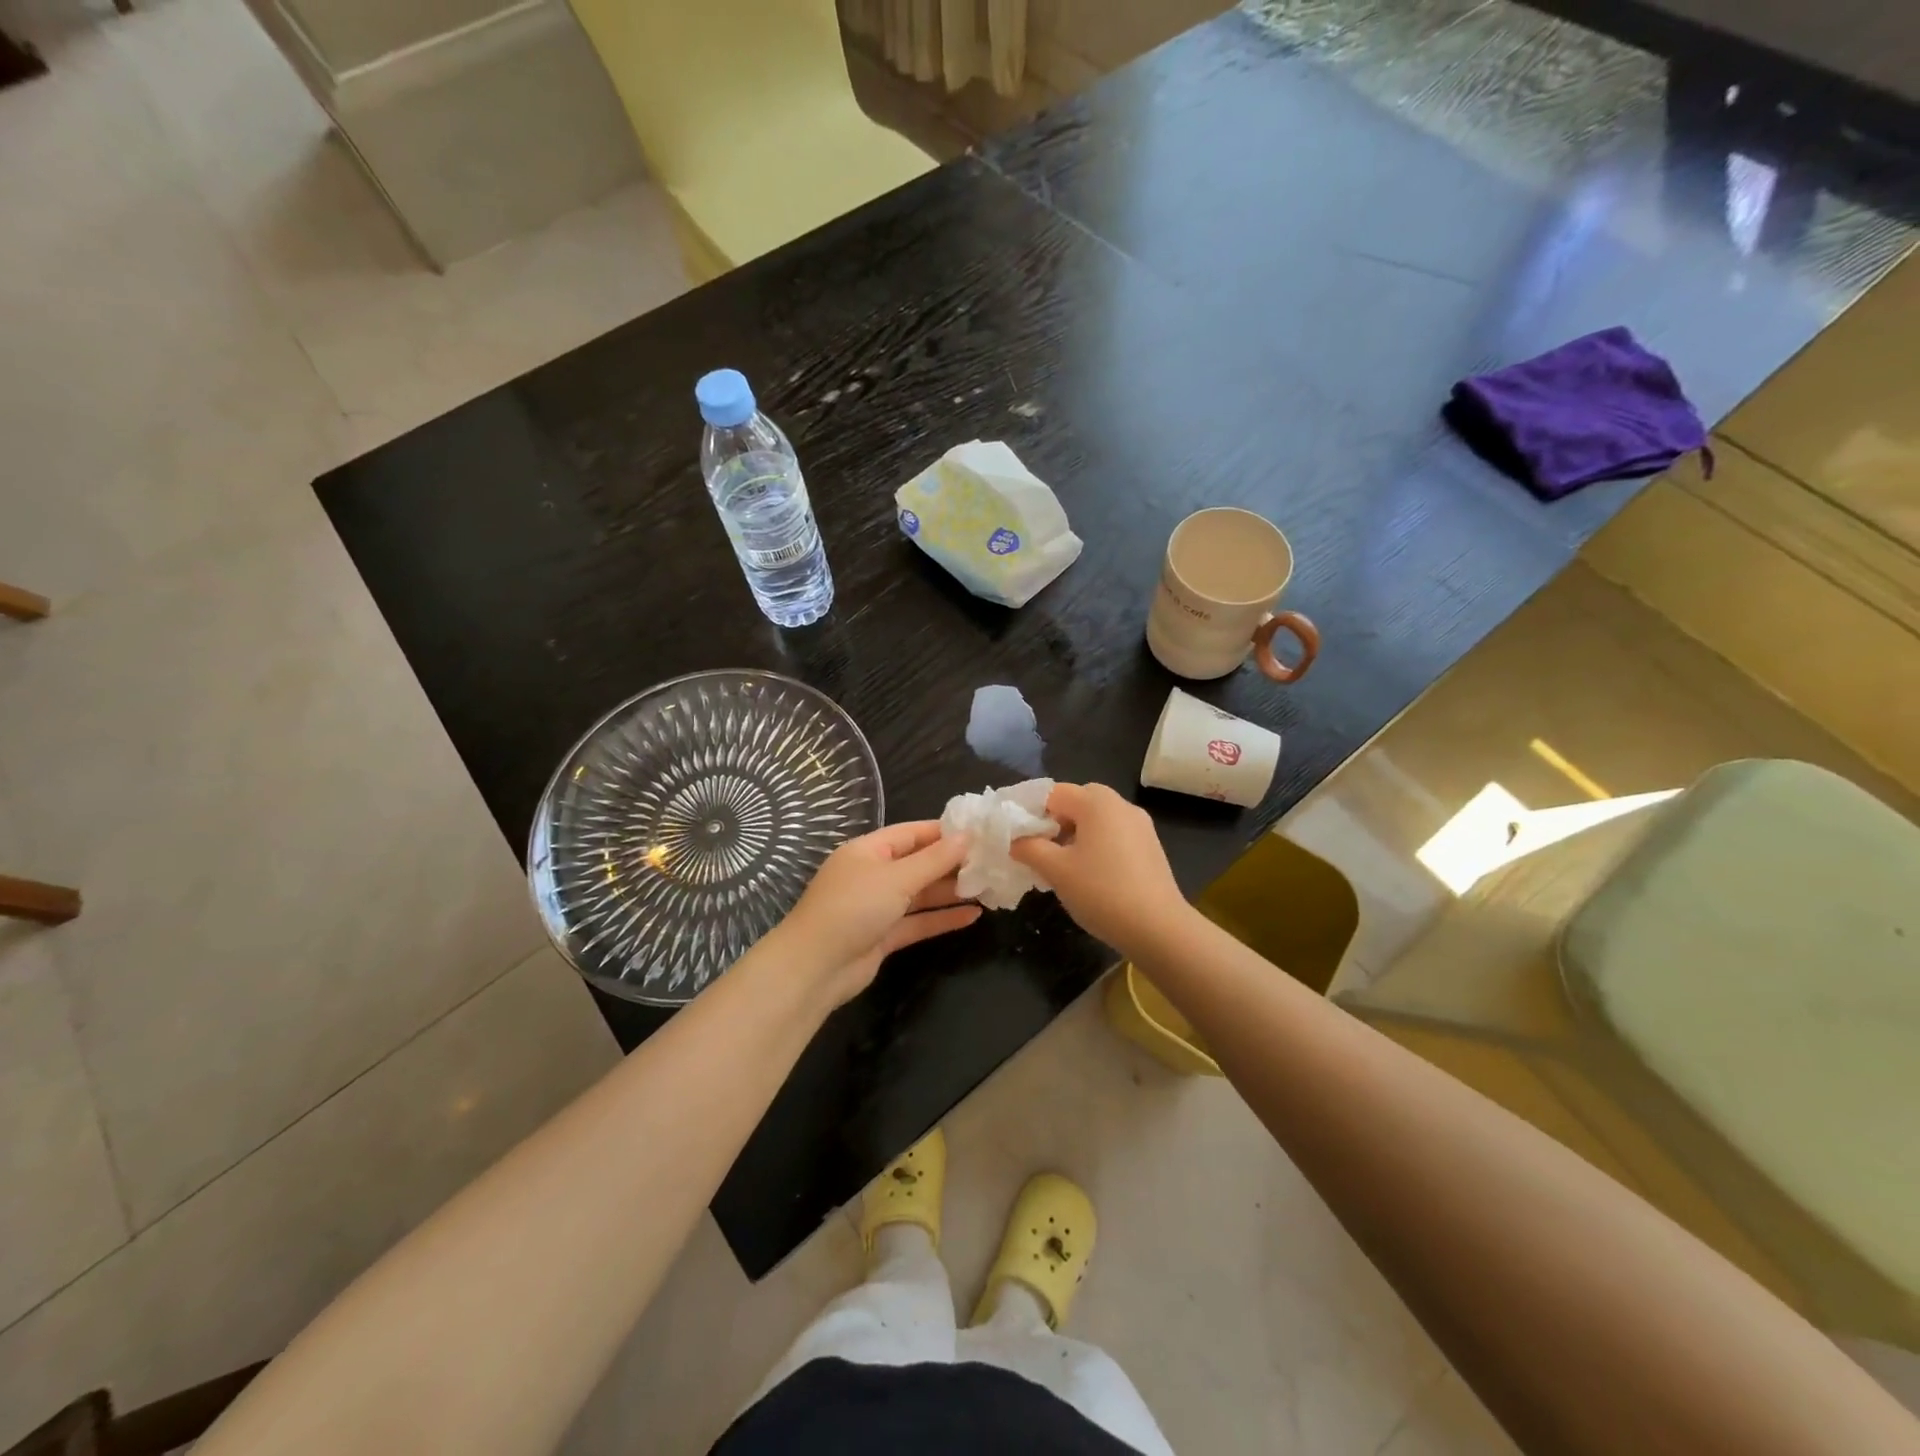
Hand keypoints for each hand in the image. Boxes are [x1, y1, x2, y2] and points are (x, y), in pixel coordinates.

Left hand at [776, 822, 981, 1007]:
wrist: (815, 968)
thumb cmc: (853, 908)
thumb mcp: (896, 878)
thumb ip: (934, 860)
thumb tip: (967, 836)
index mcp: (868, 851)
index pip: (911, 833)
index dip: (944, 832)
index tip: (980, 833)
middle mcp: (873, 875)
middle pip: (918, 864)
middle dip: (952, 864)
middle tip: (992, 862)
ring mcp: (877, 906)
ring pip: (920, 894)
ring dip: (951, 892)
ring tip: (989, 888)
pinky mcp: (883, 935)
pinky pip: (918, 921)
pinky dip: (942, 918)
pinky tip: (972, 916)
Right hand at [1010, 782, 1190, 953]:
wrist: (1158, 927)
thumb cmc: (1101, 892)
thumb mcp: (1055, 870)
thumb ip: (1029, 848)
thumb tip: (1014, 840)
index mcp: (1096, 802)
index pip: (1053, 793)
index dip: (1032, 813)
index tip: (1022, 841)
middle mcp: (1120, 805)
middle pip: (1078, 801)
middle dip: (1056, 822)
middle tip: (1043, 851)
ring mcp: (1140, 825)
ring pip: (1097, 819)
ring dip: (1076, 835)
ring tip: (1064, 867)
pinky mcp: (1150, 846)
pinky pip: (1115, 834)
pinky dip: (1098, 845)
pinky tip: (1093, 876)